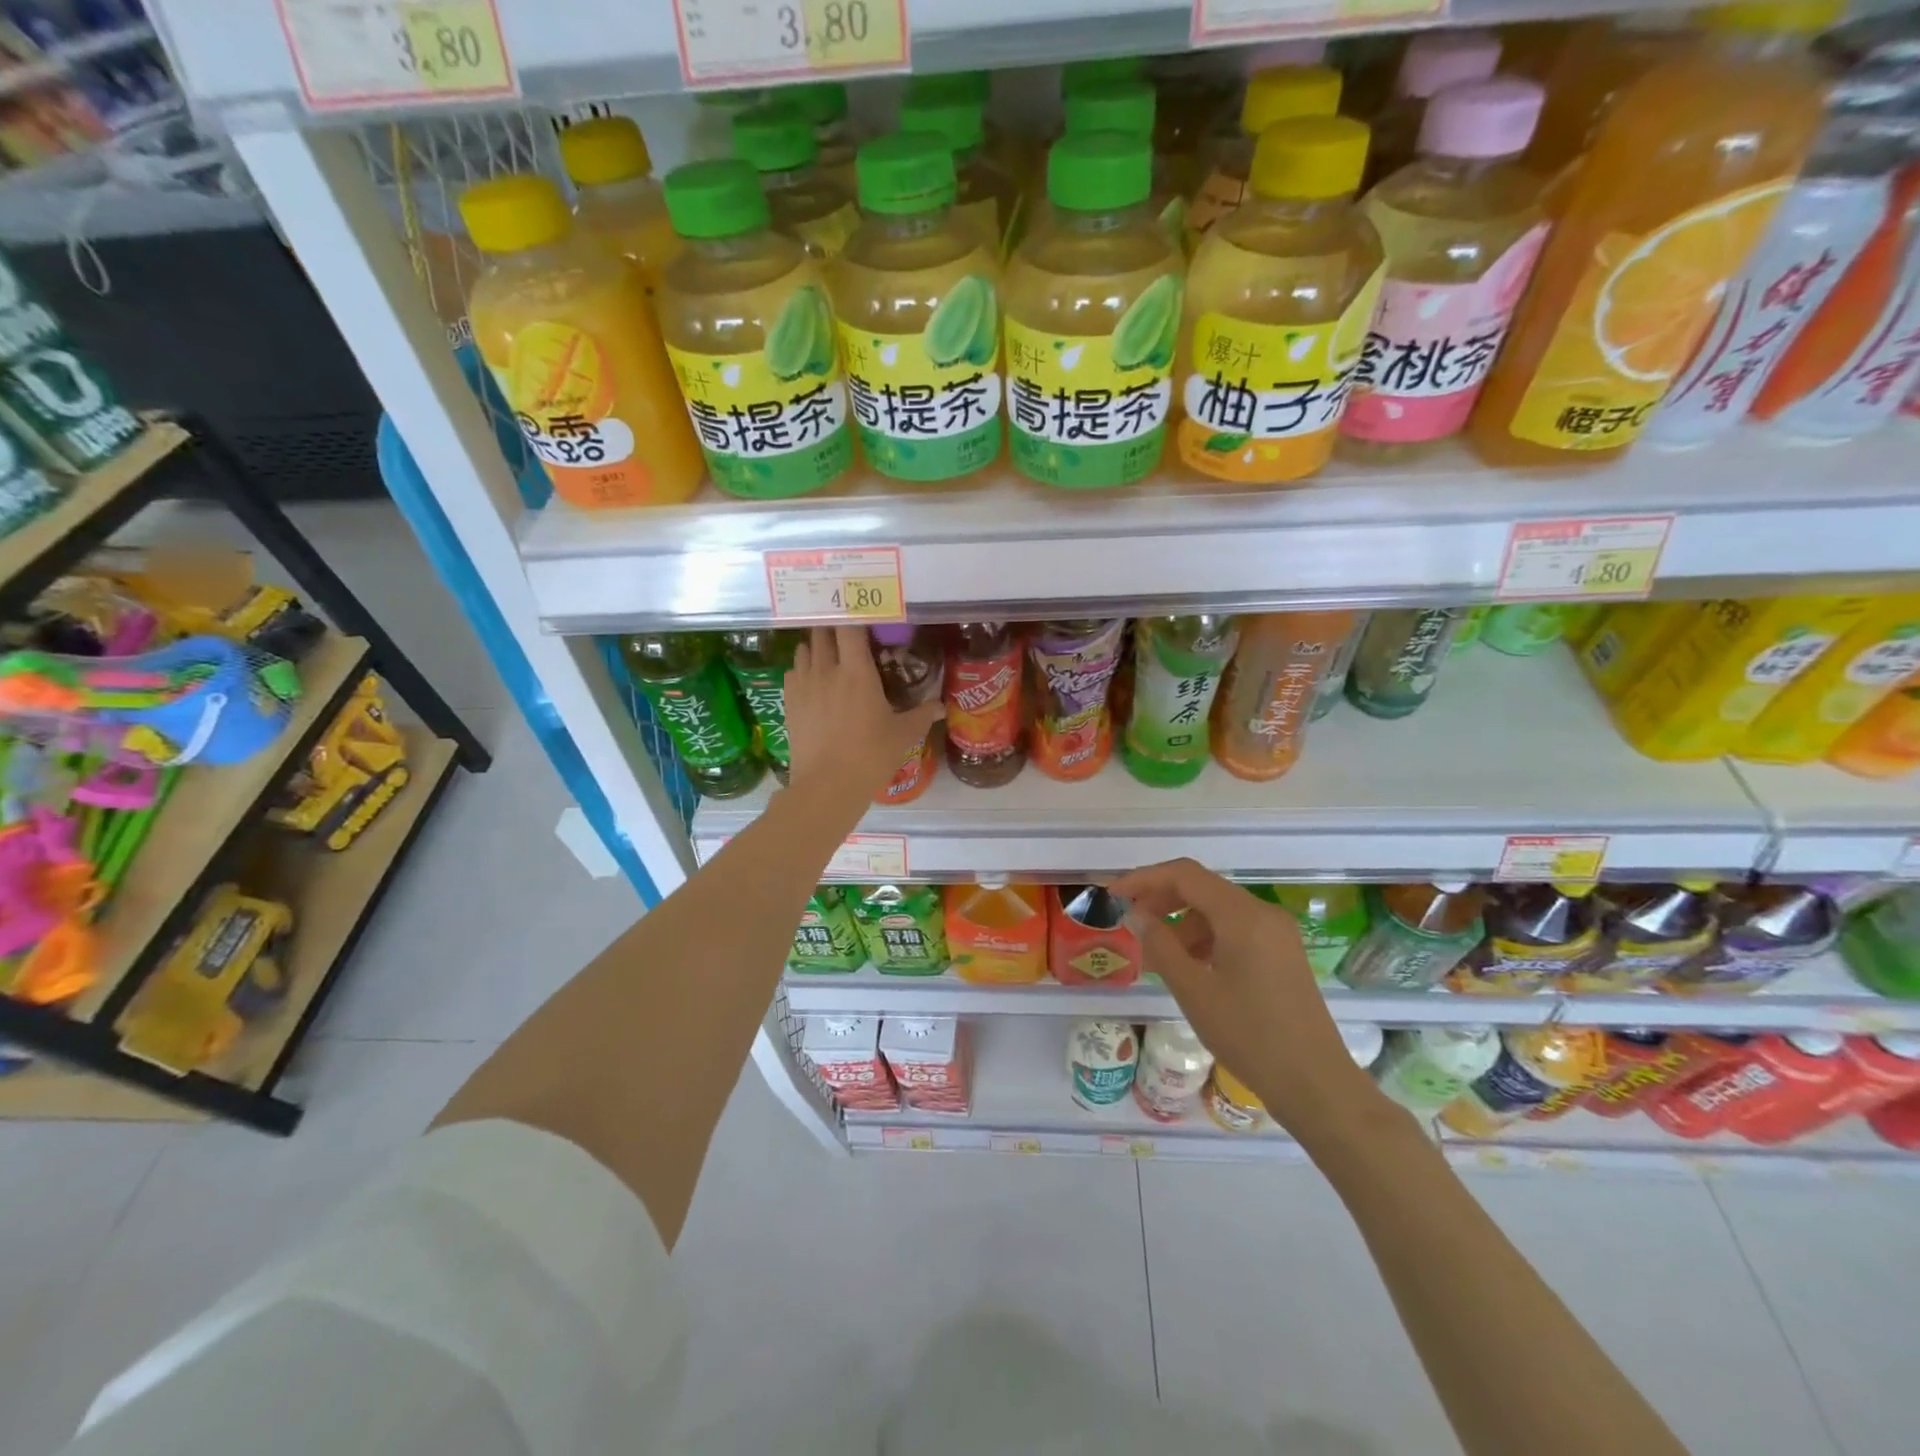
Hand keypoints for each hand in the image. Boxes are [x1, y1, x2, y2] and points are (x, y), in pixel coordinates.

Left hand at [784, 626, 943, 809]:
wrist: (827, 785)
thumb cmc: (871, 755)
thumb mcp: (903, 735)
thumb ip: (922, 715)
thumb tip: (941, 706)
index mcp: (857, 671)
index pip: (850, 627)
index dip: (855, 615)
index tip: (863, 613)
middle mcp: (827, 670)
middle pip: (823, 632)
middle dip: (833, 626)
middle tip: (846, 631)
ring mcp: (804, 685)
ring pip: (804, 649)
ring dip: (816, 646)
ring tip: (829, 653)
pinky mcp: (789, 702)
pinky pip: (792, 672)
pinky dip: (802, 668)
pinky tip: (812, 680)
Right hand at [1110, 859, 1380, 1135]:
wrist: (1315, 1084)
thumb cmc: (1249, 1035)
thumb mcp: (1193, 990)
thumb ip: (1160, 945)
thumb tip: (1136, 915)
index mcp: (1243, 915)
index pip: (1184, 875)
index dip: (1144, 879)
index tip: (1113, 896)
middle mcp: (1263, 913)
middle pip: (1202, 888)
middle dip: (1161, 899)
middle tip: (1129, 921)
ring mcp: (1276, 934)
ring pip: (1217, 911)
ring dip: (1181, 922)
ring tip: (1155, 955)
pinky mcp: (1281, 955)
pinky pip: (1234, 931)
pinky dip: (1204, 939)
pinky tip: (1188, 967)